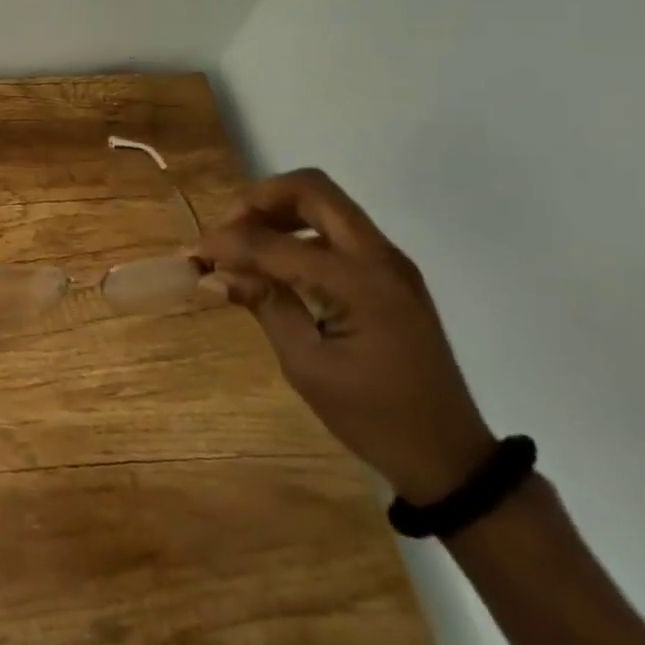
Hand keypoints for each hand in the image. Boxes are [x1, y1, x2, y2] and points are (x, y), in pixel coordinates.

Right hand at [192, 170, 495, 504]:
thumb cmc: (374, 417)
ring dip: (279, 210)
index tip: (194, 254)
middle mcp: (379, 257)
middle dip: (260, 200)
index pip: (277, 244)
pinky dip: (299, 230)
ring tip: (245, 244)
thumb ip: (265, 306)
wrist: (449, 454)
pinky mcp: (389, 272)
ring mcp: (389, 261)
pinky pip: (337, 228)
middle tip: (227, 231)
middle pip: (312, 190)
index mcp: (360, 283)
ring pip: (326, 202)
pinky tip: (276, 261)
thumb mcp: (308, 366)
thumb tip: (217, 274)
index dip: (229, 243)